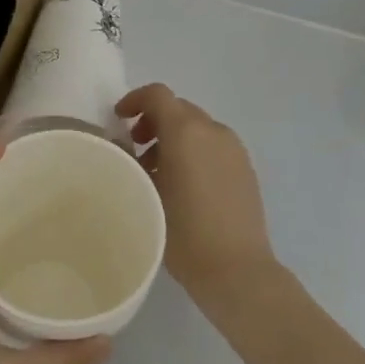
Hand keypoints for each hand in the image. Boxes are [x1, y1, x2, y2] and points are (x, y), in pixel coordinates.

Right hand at [117, 84, 277, 302]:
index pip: (158, 95)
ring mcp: (234, 149)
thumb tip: (125, 148)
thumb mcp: (145, 193)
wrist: (237, 269)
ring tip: (157, 170)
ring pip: (197, 127)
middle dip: (153, 120)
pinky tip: (184, 184)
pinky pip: (214, 145)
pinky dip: (194, 150)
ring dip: (174, 137)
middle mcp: (213, 131)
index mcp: (186, 131)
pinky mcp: (245, 168)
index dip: (134, 100)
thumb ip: (132, 161)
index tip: (118, 119)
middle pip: (178, 109)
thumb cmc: (183, 231)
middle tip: (135, 147)